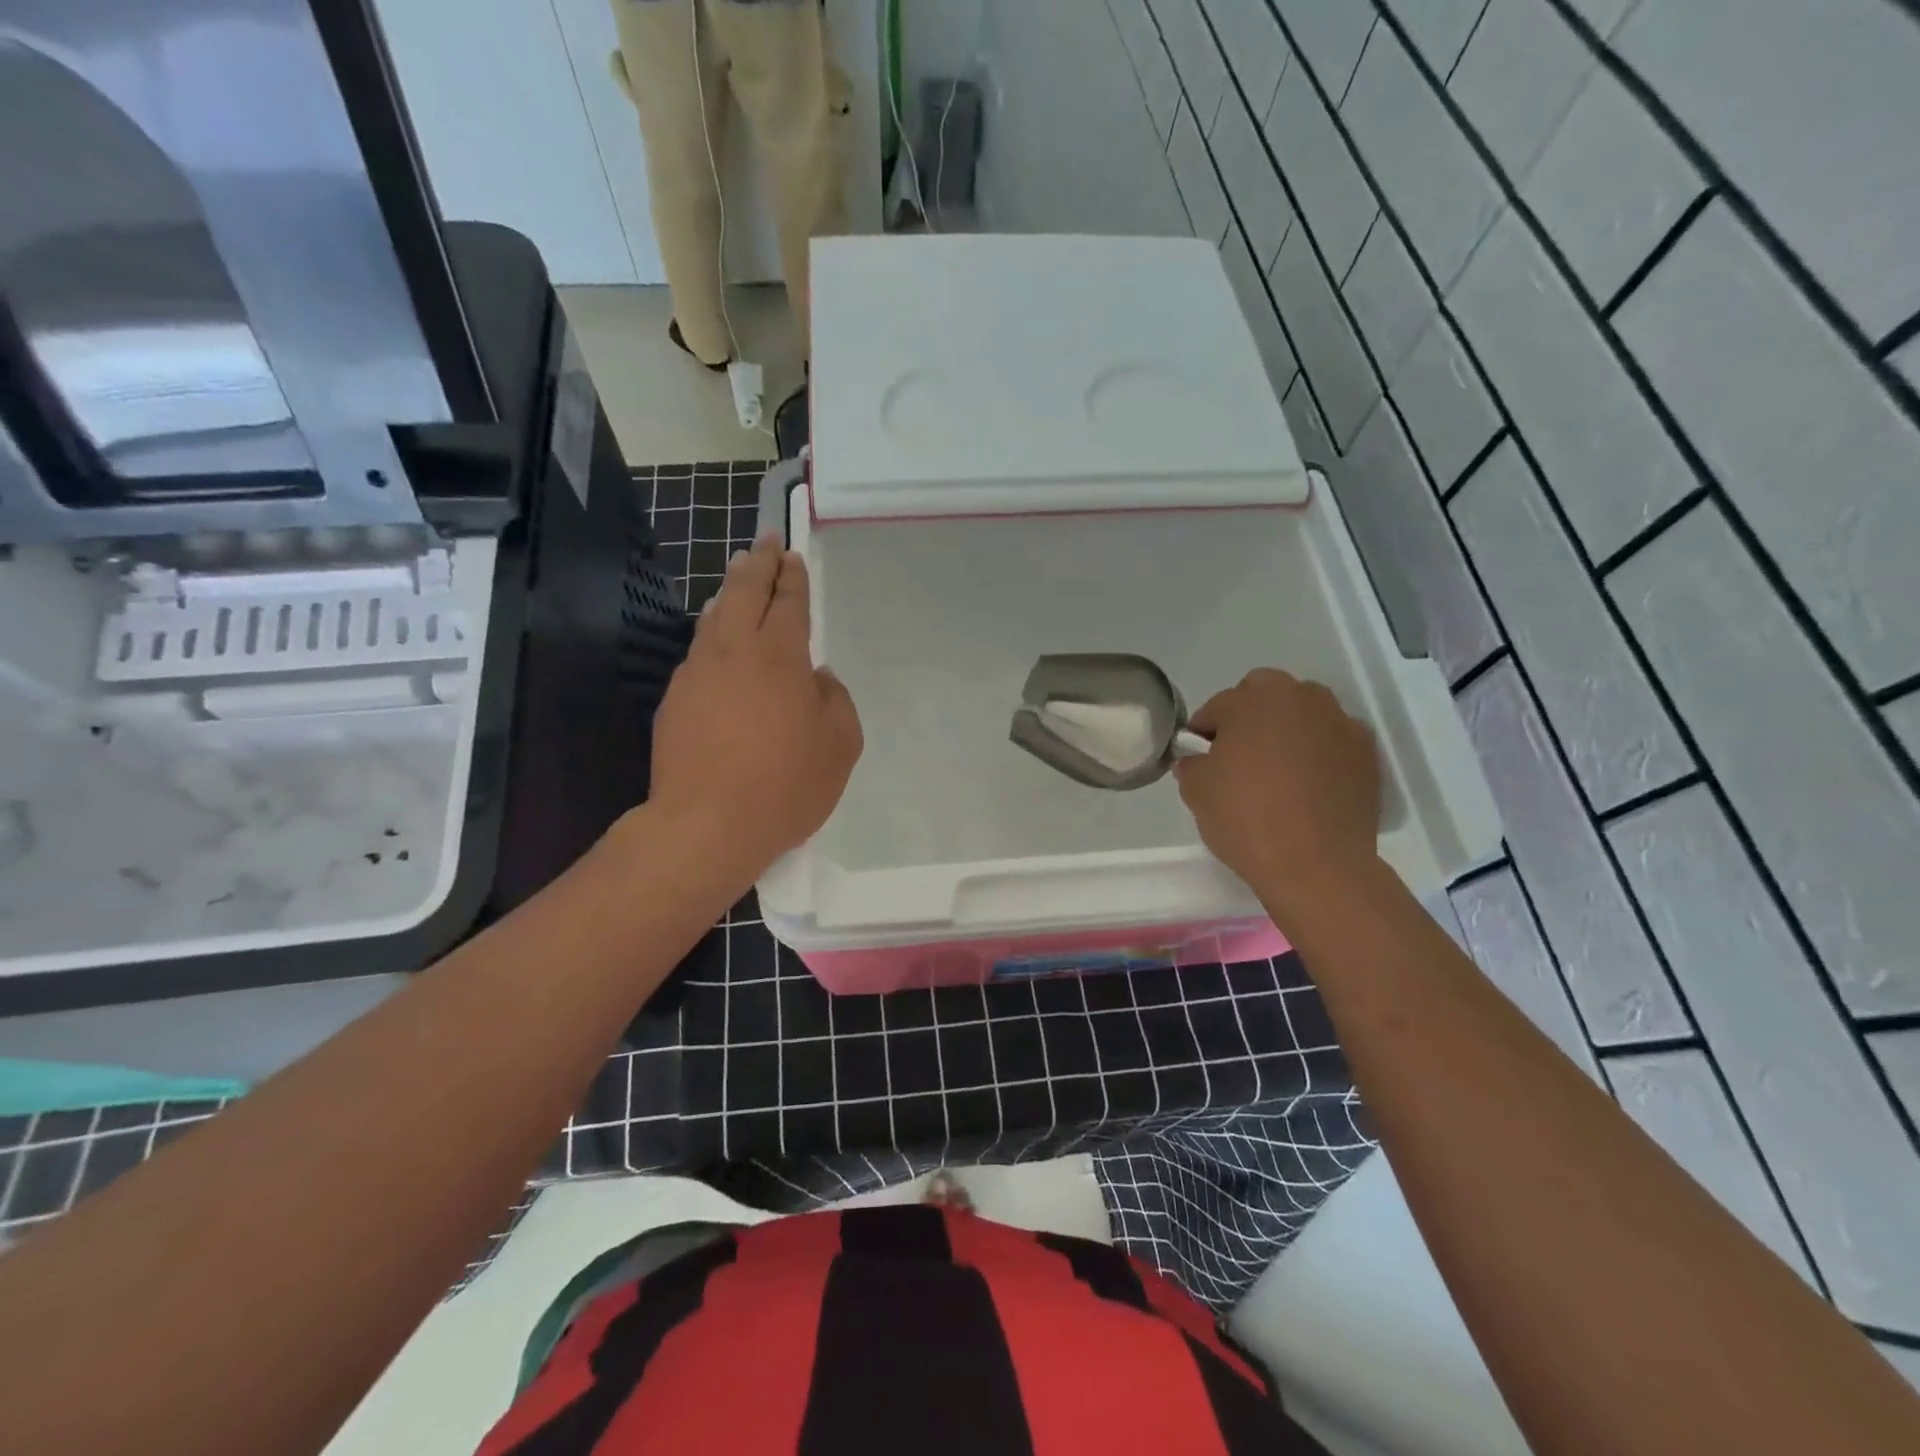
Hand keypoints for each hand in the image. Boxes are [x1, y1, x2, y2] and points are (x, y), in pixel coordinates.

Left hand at [647, 535, 862, 879]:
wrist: (706, 824)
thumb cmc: (786, 785)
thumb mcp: (840, 746)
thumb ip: (836, 702)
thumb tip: (818, 679)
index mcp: (781, 657)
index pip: (788, 602)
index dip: (792, 577)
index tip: (792, 556)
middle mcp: (735, 652)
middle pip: (745, 592)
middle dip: (758, 564)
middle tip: (765, 543)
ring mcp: (697, 673)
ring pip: (714, 618)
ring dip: (730, 593)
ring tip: (737, 580)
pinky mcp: (674, 699)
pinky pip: (698, 651)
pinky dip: (711, 633)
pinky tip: (715, 640)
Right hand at [1174, 669, 1380, 918]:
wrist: (1315, 865)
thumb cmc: (1246, 817)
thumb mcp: (1196, 790)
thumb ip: (1192, 765)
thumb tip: (1196, 761)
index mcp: (1255, 698)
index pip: (1217, 708)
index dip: (1203, 734)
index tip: (1199, 760)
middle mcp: (1303, 698)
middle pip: (1266, 698)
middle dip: (1249, 719)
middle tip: (1238, 759)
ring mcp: (1341, 723)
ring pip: (1303, 716)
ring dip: (1287, 732)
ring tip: (1276, 773)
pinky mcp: (1367, 755)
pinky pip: (1332, 744)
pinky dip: (1319, 755)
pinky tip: (1307, 788)